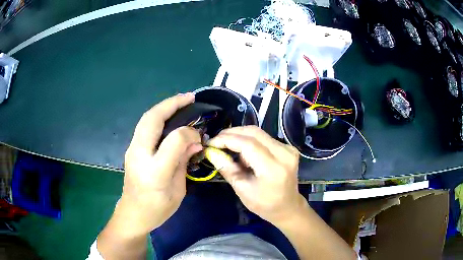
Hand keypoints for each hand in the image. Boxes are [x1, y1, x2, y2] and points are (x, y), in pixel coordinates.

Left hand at [120, 93, 201, 233]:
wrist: (133, 214)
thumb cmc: (158, 208)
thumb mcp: (178, 190)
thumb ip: (184, 162)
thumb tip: (194, 141)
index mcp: (155, 171)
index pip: (174, 140)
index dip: (189, 133)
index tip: (199, 135)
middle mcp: (140, 155)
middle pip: (152, 119)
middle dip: (172, 103)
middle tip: (190, 97)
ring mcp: (132, 149)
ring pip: (146, 119)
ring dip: (164, 107)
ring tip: (181, 102)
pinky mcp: (131, 148)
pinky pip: (144, 126)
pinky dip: (158, 116)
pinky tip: (169, 116)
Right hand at [207, 126, 303, 223]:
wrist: (288, 207)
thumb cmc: (264, 204)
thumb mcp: (242, 190)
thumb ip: (228, 169)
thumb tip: (212, 152)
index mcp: (273, 169)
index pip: (248, 144)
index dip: (227, 140)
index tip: (211, 143)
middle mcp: (284, 154)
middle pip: (254, 133)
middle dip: (232, 133)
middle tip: (216, 141)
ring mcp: (288, 149)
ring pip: (259, 133)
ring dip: (240, 136)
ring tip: (228, 147)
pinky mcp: (288, 148)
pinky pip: (264, 138)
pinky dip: (250, 141)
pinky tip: (243, 152)